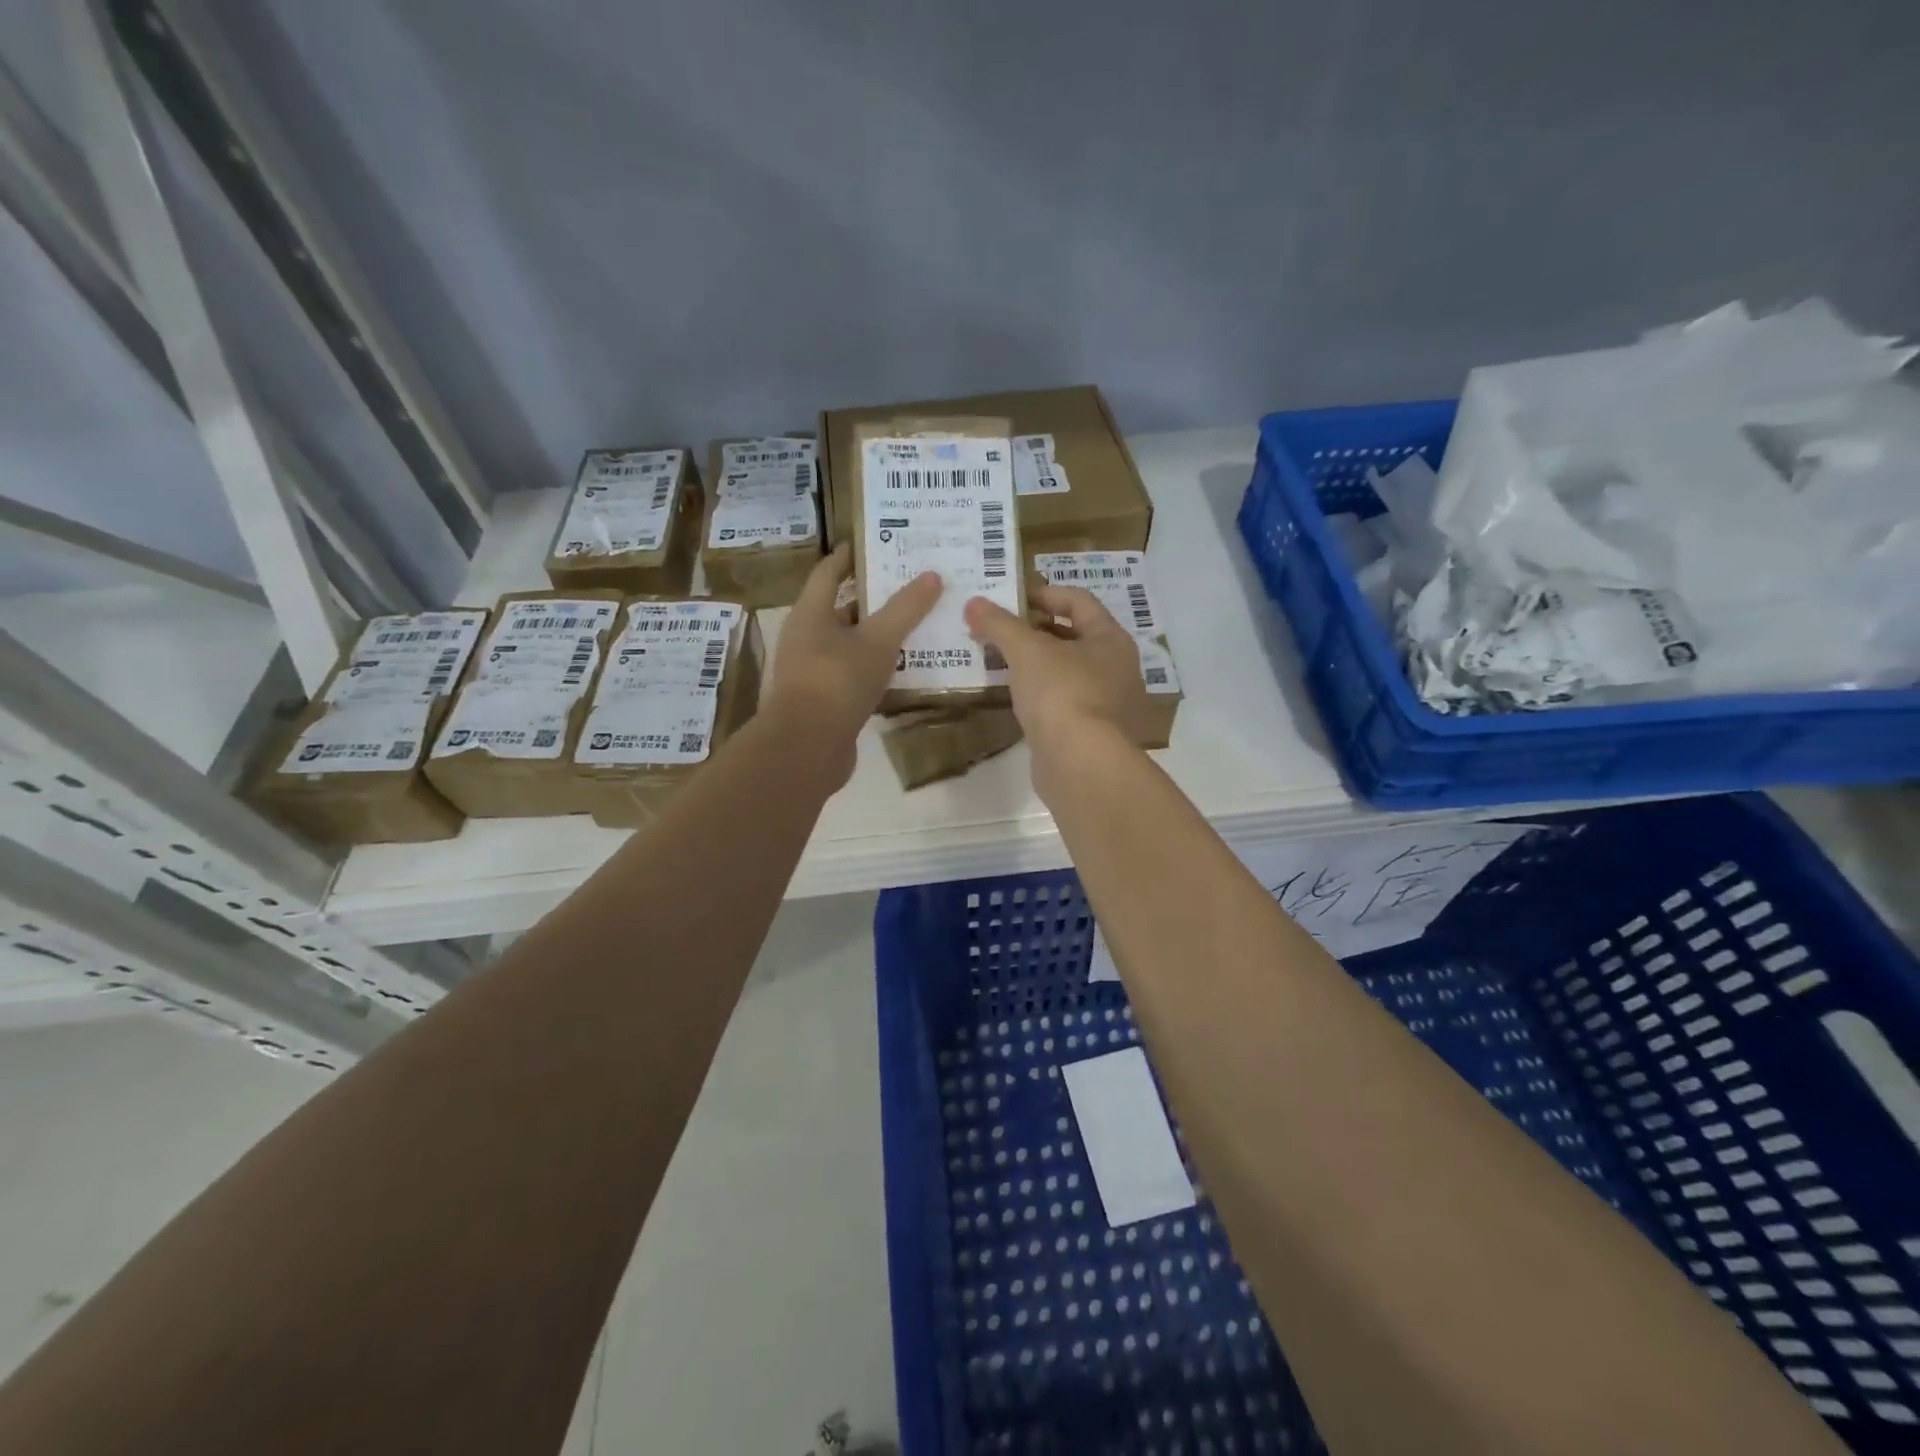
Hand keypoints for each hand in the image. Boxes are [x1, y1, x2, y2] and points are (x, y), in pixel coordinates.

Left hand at [768, 544, 940, 781]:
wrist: (808, 747)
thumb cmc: (837, 680)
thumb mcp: (878, 640)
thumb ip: (905, 609)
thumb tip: (933, 575)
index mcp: (810, 614)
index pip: (828, 573)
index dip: (849, 556)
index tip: (875, 543)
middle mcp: (806, 639)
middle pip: (841, 609)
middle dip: (875, 598)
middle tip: (911, 586)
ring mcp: (813, 672)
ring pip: (851, 645)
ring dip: (879, 636)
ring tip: (916, 626)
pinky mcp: (825, 702)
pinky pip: (855, 675)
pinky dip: (877, 668)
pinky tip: (906, 670)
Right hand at [964, 584, 1153, 787]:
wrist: (1081, 764)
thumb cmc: (1061, 693)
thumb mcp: (1026, 650)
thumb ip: (999, 624)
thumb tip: (973, 603)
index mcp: (1111, 639)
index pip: (1079, 601)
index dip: (1044, 594)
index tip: (1010, 599)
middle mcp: (1116, 669)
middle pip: (1074, 636)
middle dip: (1035, 630)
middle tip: (999, 631)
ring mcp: (1107, 705)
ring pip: (1067, 672)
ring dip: (1036, 664)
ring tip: (1000, 661)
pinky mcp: (1091, 735)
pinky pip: (1062, 703)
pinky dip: (1039, 695)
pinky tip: (1014, 698)